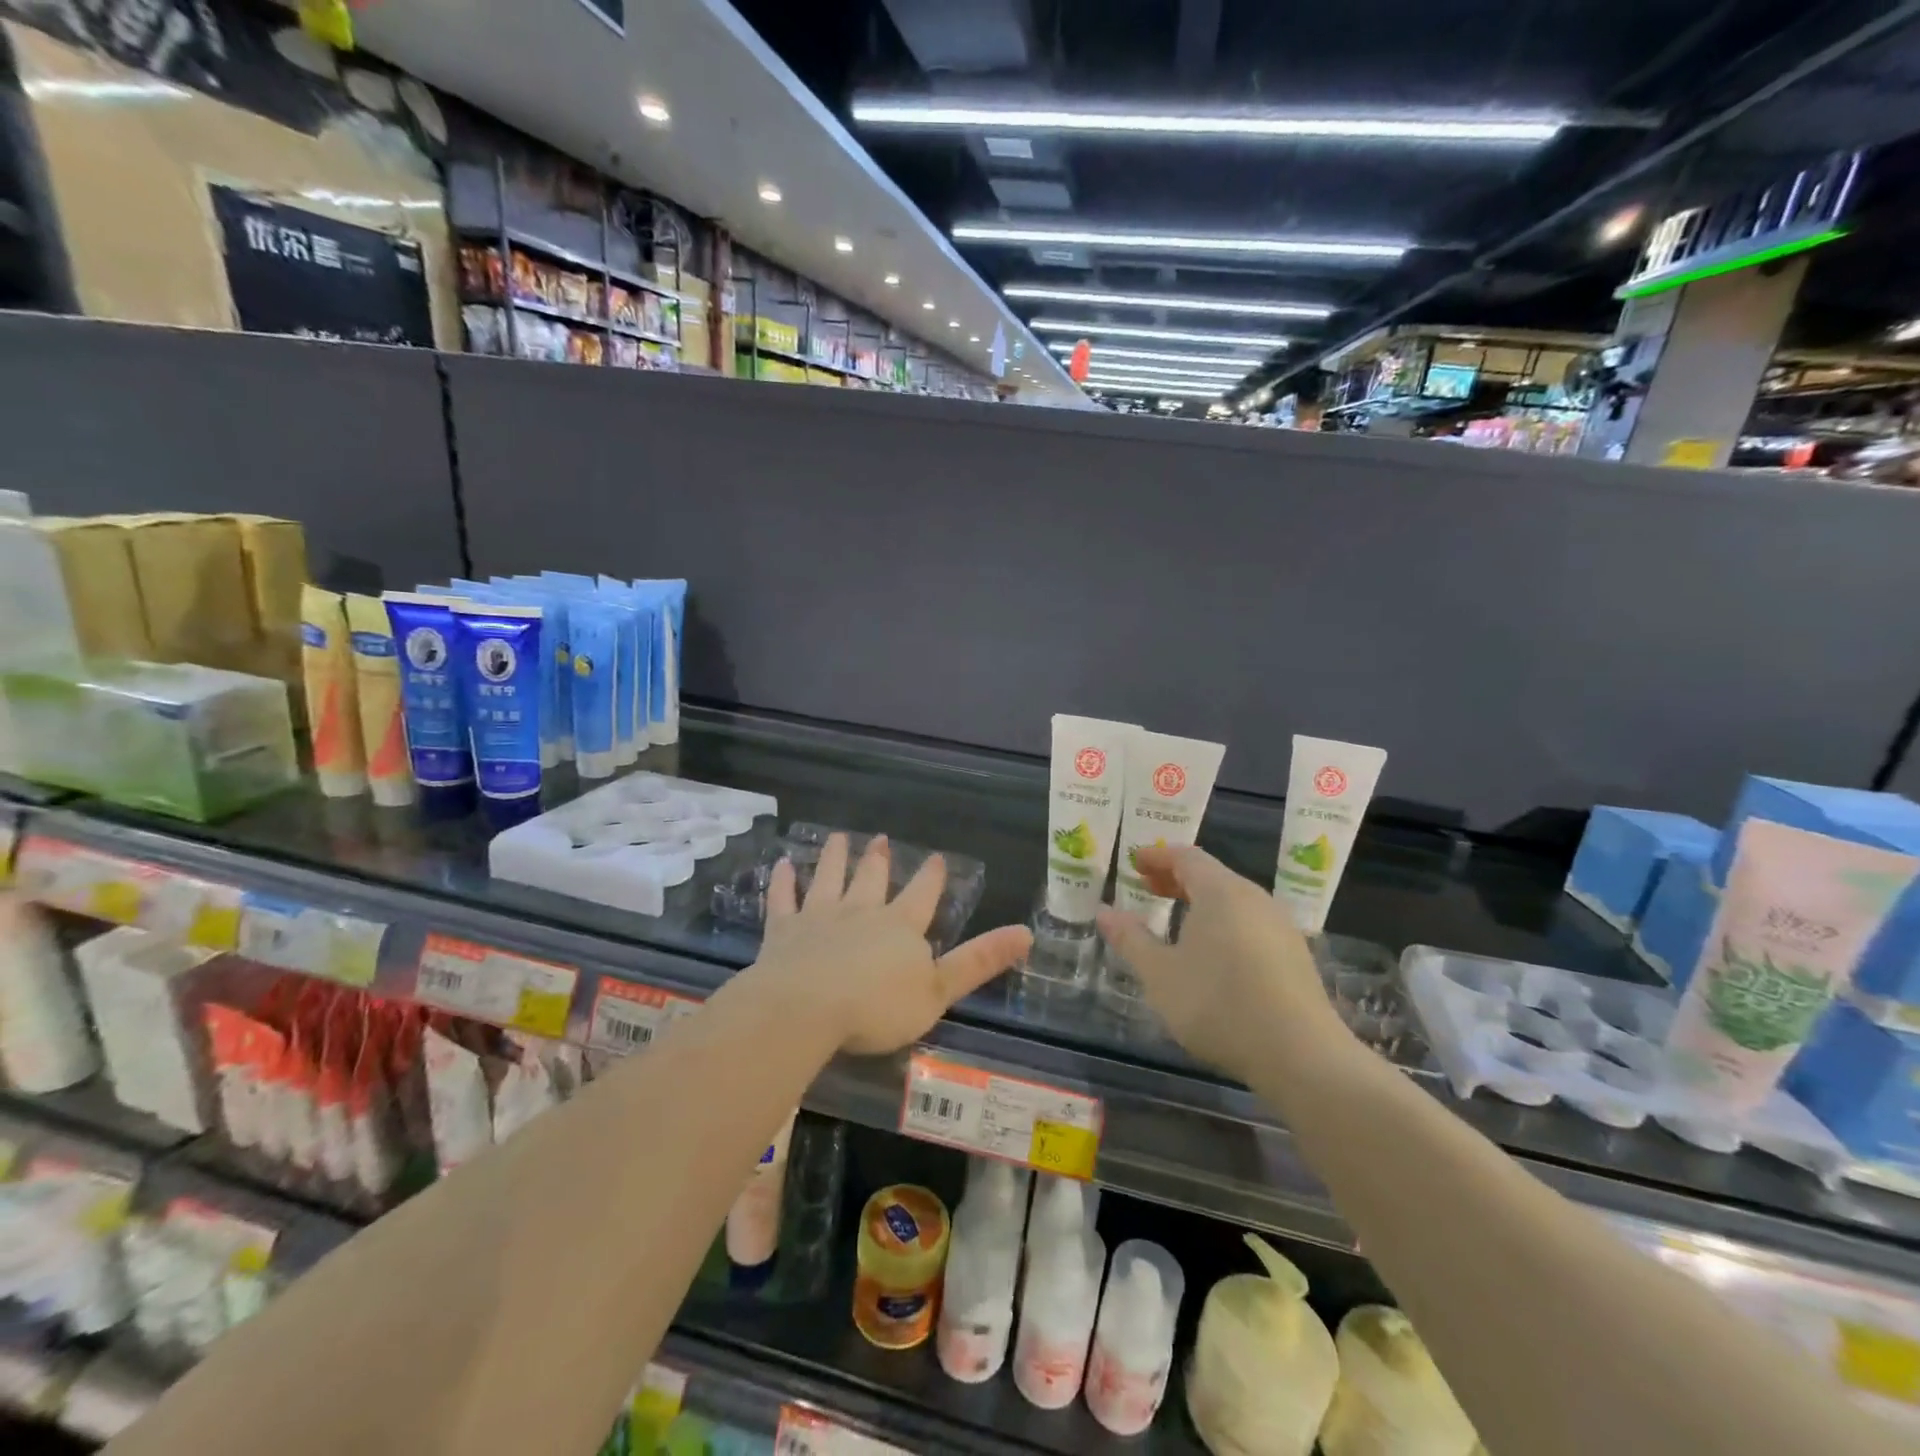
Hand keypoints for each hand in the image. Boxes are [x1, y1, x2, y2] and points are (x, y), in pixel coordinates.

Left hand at [754, 833, 1031, 1055]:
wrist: (807, 1008)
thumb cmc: (877, 1007)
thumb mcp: (939, 990)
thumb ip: (979, 962)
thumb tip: (1026, 933)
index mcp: (900, 927)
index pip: (922, 895)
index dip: (931, 877)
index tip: (935, 857)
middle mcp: (861, 912)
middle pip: (872, 879)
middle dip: (879, 860)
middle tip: (880, 839)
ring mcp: (820, 917)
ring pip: (829, 878)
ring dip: (835, 857)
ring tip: (839, 837)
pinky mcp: (784, 931)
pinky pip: (783, 900)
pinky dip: (783, 881)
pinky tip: (781, 864)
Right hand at [1096, 844, 1350, 1079]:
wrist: (1301, 1055)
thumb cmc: (1218, 1003)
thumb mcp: (1160, 974)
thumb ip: (1130, 939)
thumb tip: (1104, 911)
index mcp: (1221, 891)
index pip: (1186, 857)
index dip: (1157, 856)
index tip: (1134, 862)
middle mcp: (1254, 898)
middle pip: (1212, 875)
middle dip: (1177, 878)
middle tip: (1148, 888)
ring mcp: (1280, 927)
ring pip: (1233, 900)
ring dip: (1201, 903)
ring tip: (1176, 923)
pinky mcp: (1295, 956)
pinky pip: (1250, 923)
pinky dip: (1223, 923)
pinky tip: (1213, 954)